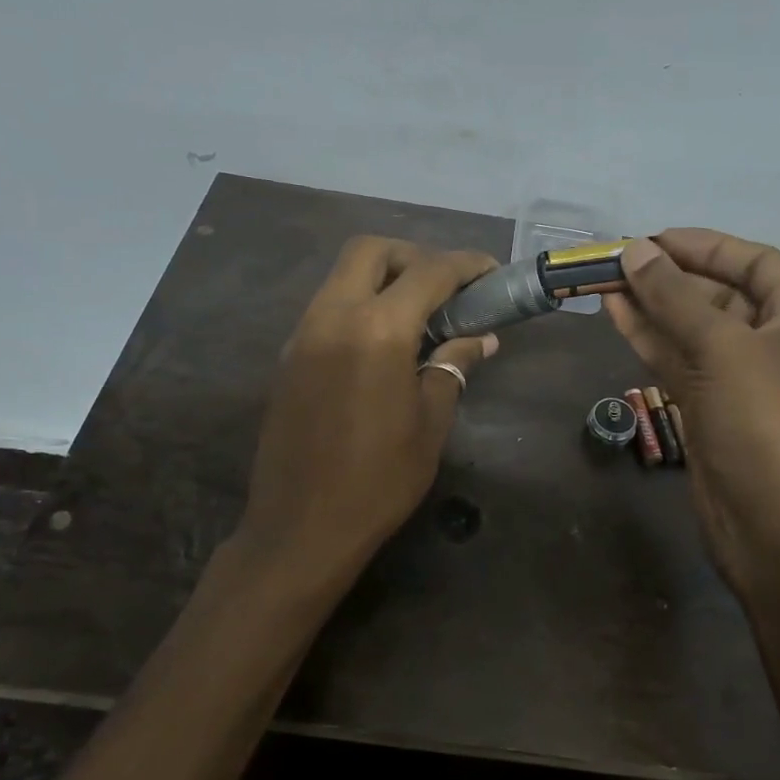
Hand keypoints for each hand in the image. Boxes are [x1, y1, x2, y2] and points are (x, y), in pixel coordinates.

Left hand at [235, 236, 499, 586]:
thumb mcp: (431, 423)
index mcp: (378, 330)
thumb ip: (453, 368)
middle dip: (413, 256)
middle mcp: (334, 316)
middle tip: (445, 288)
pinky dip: (359, 304)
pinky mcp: (289, 356)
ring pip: (343, 276)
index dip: (465, 265)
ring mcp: (303, 334)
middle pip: (370, 251)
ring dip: (383, 279)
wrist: (301, 527)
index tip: (490, 273)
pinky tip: (382, 342)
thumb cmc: (379, 480)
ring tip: (419, 315)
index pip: (428, 272)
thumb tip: (480, 340)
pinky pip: (327, 307)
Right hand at [604, 230, 779, 601]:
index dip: (703, 246)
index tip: (650, 238)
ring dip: (652, 306)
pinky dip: (651, 339)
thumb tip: (635, 249)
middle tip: (616, 261)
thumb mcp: (723, 348)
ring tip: (604, 282)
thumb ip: (675, 296)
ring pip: (694, 329)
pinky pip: (682, 361)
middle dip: (669, 277)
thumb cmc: (767, 424)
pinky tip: (616, 315)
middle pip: (720, 294)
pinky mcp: (715, 408)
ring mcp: (745, 378)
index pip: (754, 261)